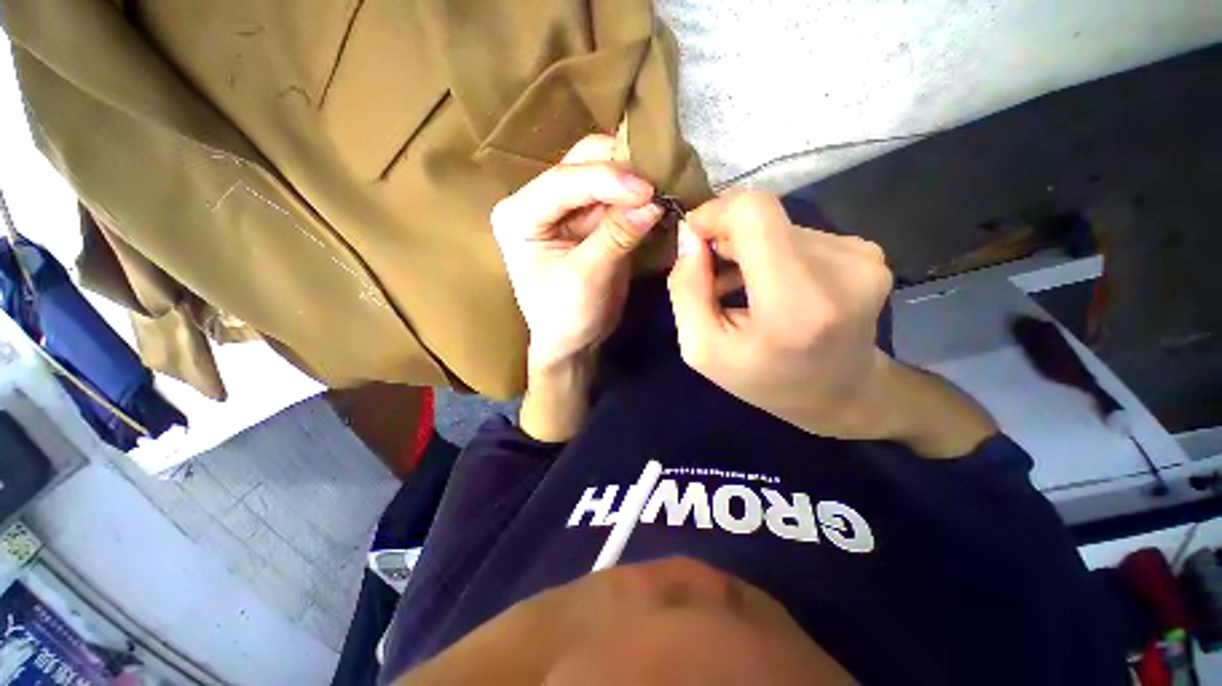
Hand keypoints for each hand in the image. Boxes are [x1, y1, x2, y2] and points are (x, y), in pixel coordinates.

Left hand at [491, 135, 662, 373]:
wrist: (571, 341)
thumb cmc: (567, 317)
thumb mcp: (589, 278)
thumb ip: (617, 236)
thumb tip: (654, 201)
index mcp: (519, 215)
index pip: (564, 181)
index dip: (608, 181)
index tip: (649, 192)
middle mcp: (537, 201)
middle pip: (581, 164)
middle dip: (623, 171)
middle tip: (660, 184)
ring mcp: (563, 207)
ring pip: (601, 173)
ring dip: (634, 181)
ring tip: (664, 190)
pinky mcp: (585, 219)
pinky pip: (614, 197)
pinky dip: (635, 198)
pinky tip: (657, 201)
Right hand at [666, 192, 895, 439]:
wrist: (843, 395)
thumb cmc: (765, 381)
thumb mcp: (703, 350)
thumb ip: (687, 290)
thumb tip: (690, 236)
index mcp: (795, 302)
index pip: (754, 213)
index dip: (716, 213)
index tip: (696, 241)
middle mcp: (840, 268)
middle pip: (763, 218)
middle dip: (727, 240)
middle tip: (715, 278)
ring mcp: (862, 257)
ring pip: (780, 226)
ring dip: (751, 250)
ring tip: (743, 289)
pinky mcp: (868, 253)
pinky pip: (800, 235)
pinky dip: (775, 254)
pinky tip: (771, 285)